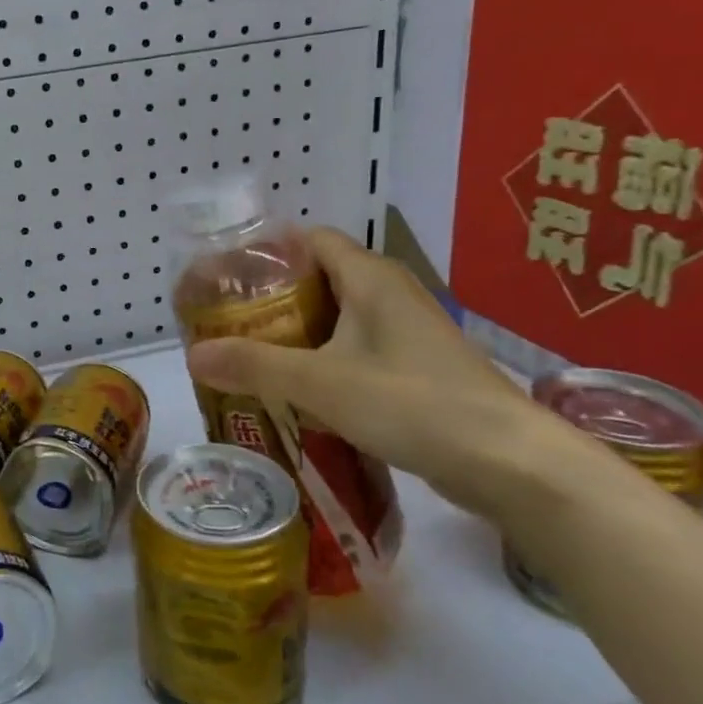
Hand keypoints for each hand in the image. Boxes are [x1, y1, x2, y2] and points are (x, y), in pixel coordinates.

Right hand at [186, 227, 576, 524]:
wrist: (511, 464)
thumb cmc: (413, 404)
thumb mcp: (320, 383)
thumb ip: (253, 365)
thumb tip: (191, 355)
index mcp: (370, 278)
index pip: (309, 239)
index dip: (267, 250)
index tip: (226, 274)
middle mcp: (390, 294)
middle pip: (319, 277)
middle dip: (272, 296)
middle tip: (227, 319)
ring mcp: (407, 333)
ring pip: (338, 317)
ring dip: (296, 331)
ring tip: (249, 353)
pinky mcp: (416, 369)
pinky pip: (356, 348)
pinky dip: (322, 359)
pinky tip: (296, 389)